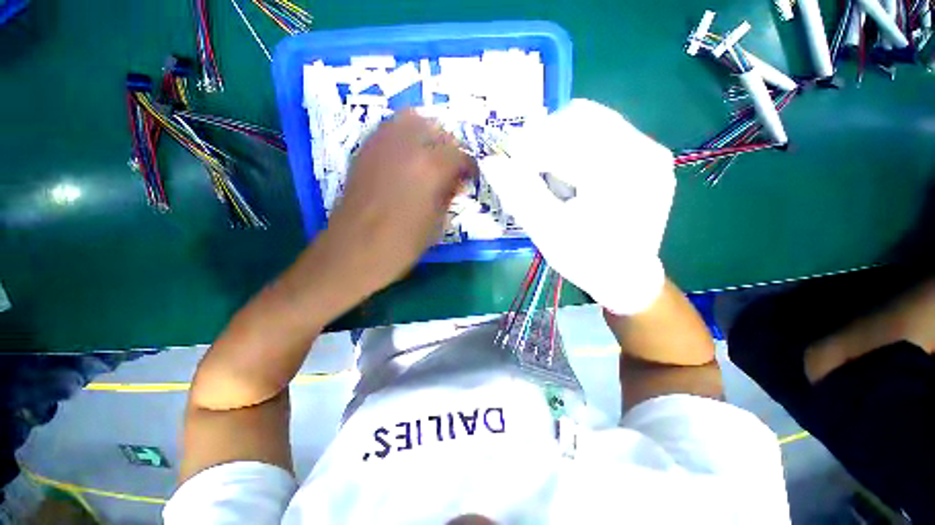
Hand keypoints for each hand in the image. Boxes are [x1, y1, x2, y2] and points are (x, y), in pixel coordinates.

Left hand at [310, 110, 475, 305]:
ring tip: (430, 156)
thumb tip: (456, 181)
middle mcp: (406, 146)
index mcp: (430, 169)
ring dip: (427, 133)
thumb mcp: (436, 224)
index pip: (460, 155)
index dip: (469, 166)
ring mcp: (381, 144)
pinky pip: (389, 129)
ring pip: (411, 118)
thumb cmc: (401, 246)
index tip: (470, 177)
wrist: (353, 251)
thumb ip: (448, 196)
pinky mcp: (364, 150)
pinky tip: (407, 158)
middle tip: (452, 166)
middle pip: (437, 128)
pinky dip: (404, 136)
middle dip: (450, 146)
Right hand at [480, 99, 674, 314]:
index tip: (509, 166)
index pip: (565, 137)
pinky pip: (605, 133)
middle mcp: (644, 151)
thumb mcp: (547, 230)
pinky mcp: (647, 158)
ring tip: (548, 174)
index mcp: (621, 173)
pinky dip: (577, 146)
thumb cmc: (585, 259)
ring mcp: (650, 152)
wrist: (625, 277)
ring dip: (560, 142)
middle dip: (544, 139)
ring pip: (593, 120)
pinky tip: (569, 174)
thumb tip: (491, 161)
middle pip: (582, 116)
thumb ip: (519, 193)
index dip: (528, 147)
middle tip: (526, 168)